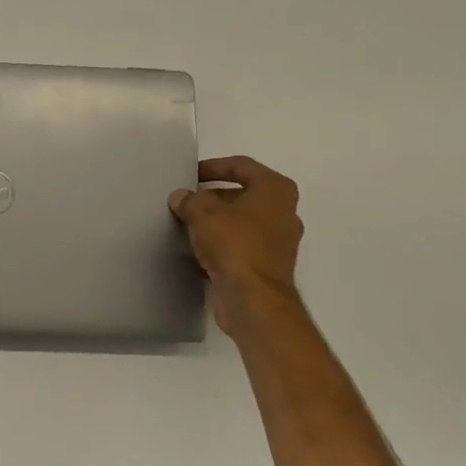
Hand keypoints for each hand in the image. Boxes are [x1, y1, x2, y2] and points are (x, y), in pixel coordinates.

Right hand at [169, 156, 303, 334]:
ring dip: (216, 222)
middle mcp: (283, 212)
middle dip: (212, 197)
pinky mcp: (267, 266)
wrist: (253, 299)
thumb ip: (190, 200)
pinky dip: (221, 245)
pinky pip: (240, 246)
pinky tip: (197, 250)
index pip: (241, 166)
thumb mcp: (203, 213)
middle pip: (242, 194)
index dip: (213, 167)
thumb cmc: (234, 244)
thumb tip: (181, 198)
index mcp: (276, 190)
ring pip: (241, 222)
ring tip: (186, 224)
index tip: (190, 175)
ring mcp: (278, 241)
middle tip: (186, 201)